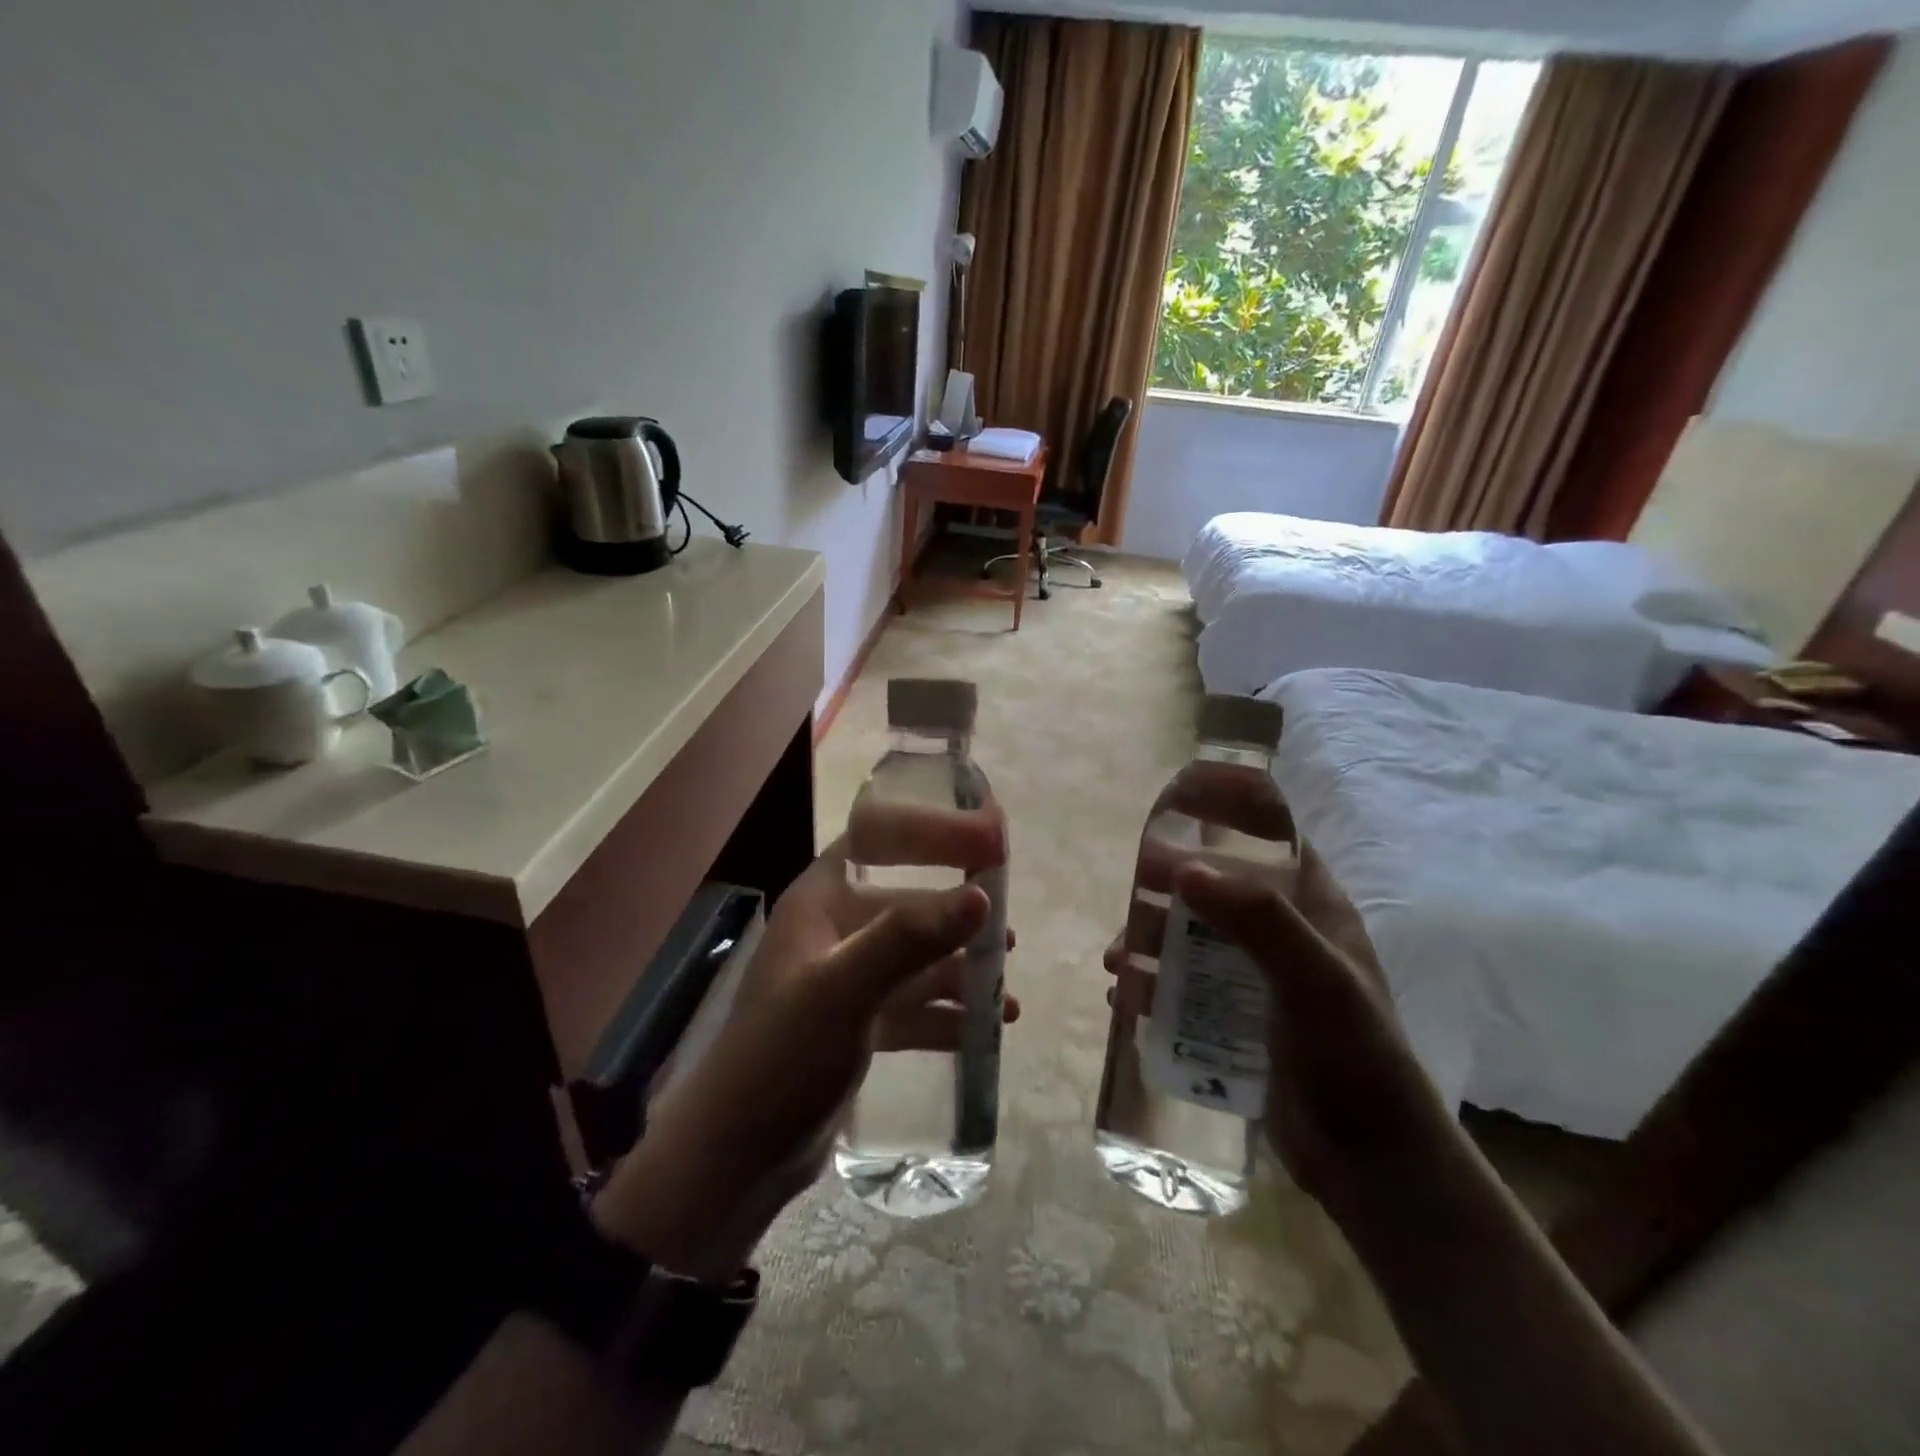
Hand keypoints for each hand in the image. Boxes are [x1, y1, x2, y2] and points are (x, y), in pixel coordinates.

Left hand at [594, 798, 1014, 1279]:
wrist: (735, 1158)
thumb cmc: (782, 1055)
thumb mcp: (844, 989)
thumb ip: (909, 938)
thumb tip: (980, 895)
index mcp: (819, 902)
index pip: (877, 840)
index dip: (929, 832)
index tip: (984, 840)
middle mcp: (833, 932)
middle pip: (905, 904)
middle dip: (955, 914)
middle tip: (1007, 925)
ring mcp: (844, 981)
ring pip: (913, 960)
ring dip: (959, 970)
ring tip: (1007, 987)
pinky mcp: (855, 1027)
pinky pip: (911, 1007)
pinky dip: (946, 1014)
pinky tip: (987, 1028)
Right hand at [1105, 766, 1443, 1200]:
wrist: (1372, 1165)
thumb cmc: (1356, 1060)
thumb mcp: (1317, 982)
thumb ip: (1258, 921)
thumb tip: (1182, 867)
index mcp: (1313, 905)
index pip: (1270, 833)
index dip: (1227, 807)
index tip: (1176, 799)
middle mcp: (1282, 931)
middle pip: (1215, 883)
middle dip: (1169, 883)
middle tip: (1132, 895)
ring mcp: (1255, 975)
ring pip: (1190, 936)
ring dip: (1149, 940)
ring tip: (1116, 962)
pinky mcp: (1233, 1016)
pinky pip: (1182, 984)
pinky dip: (1150, 983)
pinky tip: (1126, 999)